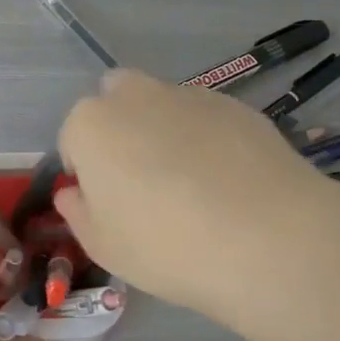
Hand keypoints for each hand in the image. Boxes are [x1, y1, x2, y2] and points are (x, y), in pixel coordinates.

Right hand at [55, 69, 339, 325]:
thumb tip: (75, 192)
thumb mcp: (103, 246)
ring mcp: (188, 94)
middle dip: (121, 129)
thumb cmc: (165, 245)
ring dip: (165, 131)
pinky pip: (205, 117)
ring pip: (162, 105)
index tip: (107, 203)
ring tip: (194, 185)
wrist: (265, 236)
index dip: (86, 170)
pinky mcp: (234, 104)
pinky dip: (207, 138)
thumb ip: (78, 212)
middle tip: (143, 180)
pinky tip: (229, 181)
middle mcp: (135, 95)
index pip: (74, 137)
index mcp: (91, 124)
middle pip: (116, 100)